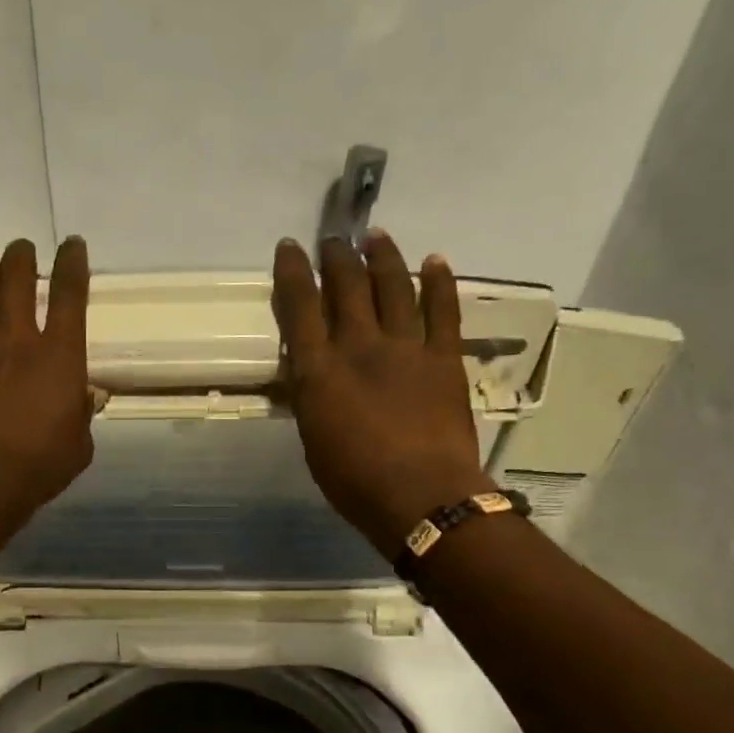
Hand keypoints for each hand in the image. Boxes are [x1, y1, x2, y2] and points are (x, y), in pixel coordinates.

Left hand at [0, 228, 94, 540]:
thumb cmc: (37, 468)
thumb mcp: (79, 445)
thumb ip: (82, 413)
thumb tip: (87, 395)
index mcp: (60, 357)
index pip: (71, 296)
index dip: (73, 264)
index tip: (73, 245)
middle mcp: (17, 338)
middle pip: (19, 280)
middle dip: (22, 255)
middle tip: (21, 245)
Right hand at [272, 231, 493, 555]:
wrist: (421, 496)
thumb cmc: (354, 481)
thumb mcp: (313, 439)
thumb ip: (310, 397)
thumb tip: (306, 372)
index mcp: (320, 371)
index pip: (300, 307)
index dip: (293, 272)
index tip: (289, 247)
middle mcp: (360, 347)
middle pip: (347, 287)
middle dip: (337, 257)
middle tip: (333, 240)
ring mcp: (406, 348)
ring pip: (393, 287)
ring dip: (383, 257)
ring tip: (376, 236)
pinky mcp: (444, 358)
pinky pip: (443, 310)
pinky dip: (439, 282)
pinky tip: (435, 260)